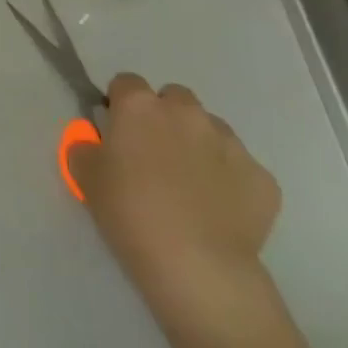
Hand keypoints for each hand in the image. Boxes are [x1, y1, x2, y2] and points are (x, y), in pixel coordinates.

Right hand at [67, 74, 281, 346]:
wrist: (196, 264)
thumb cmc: (129, 211)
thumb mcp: (85, 176)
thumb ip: (85, 147)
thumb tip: (96, 142)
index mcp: (140, 107)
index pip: (126, 83)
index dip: (119, 104)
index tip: (115, 131)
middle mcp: (187, 113)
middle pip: (174, 98)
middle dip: (164, 117)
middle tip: (152, 154)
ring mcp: (231, 144)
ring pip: (211, 130)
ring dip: (197, 144)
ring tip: (188, 184)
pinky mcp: (263, 178)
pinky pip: (240, 168)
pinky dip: (228, 180)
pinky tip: (217, 210)